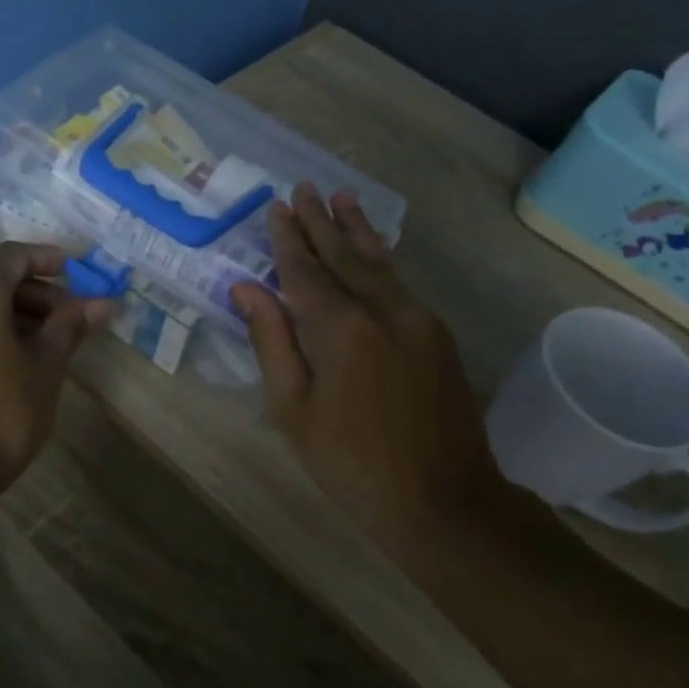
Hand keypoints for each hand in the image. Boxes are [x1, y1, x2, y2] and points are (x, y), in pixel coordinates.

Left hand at [0, 242, 112, 490]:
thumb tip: (103, 303)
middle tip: (74, 319)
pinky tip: (22, 360)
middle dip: (40, 295)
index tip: (77, 273)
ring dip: (19, 315)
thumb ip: (70, 326)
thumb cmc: (3, 411)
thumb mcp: (46, 366)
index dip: (48, 258)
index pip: (14, 255)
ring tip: (53, 343)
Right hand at [230, 185, 506, 545]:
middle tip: (304, 188)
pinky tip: (374, 247)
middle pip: (345, 255)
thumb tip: (246, 287)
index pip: (305, 270)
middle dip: (320, 222)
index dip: (286, 239)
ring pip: (380, 262)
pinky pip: (400, 283)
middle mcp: (383, 310)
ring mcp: (418, 319)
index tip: (276, 207)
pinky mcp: (438, 334)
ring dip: (357, 229)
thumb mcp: (293, 409)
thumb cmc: (350, 462)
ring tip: (342, 198)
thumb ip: (271, 341)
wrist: (442, 499)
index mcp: (340, 329)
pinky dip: (381, 258)